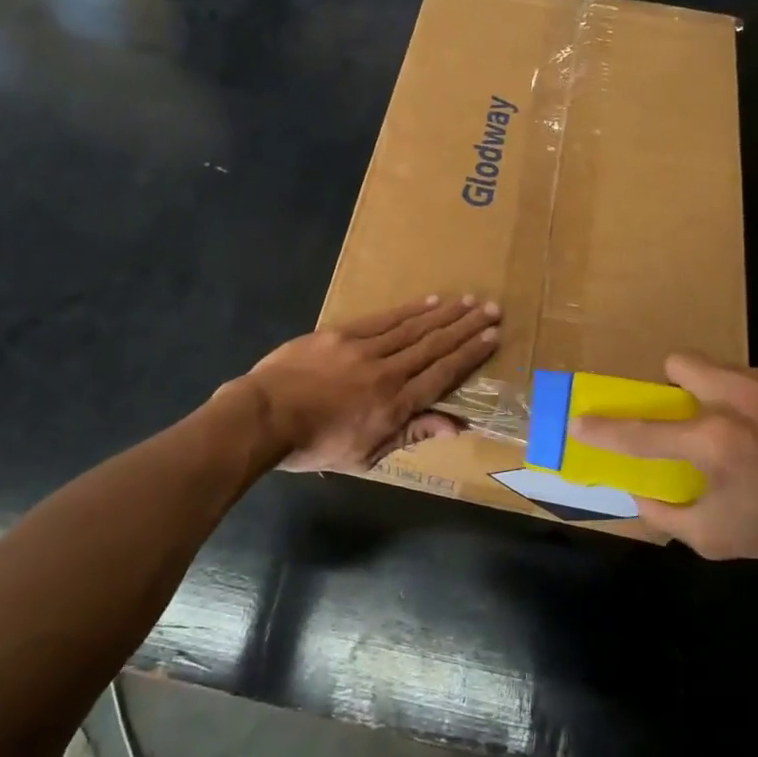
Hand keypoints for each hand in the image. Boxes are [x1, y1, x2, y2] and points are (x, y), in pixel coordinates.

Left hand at [238, 295, 501, 472]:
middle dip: (466, 327)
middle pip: (434, 345)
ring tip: (468, 301)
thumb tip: (456, 425)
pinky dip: (409, 310)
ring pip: (413, 328)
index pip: (442, 374)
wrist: (265, 416)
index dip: (469, 355)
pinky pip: (383, 319)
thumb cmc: (314, 445)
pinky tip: (429, 301)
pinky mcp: (342, 334)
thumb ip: (411, 434)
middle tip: (492, 309)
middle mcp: (387, 372)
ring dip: (444, 314)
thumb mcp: (366, 455)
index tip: (492, 337)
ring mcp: (364, 349)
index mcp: (395, 405)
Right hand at [569, 353, 757, 579]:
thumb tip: (637, 492)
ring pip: (725, 369)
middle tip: (694, 419)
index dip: (603, 429)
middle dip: (676, 387)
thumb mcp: (717, 540)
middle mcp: (740, 397)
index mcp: (714, 441)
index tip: (579, 422)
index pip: (640, 431)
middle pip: (679, 362)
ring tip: (755, 430)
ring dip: (725, 395)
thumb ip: (666, 514)